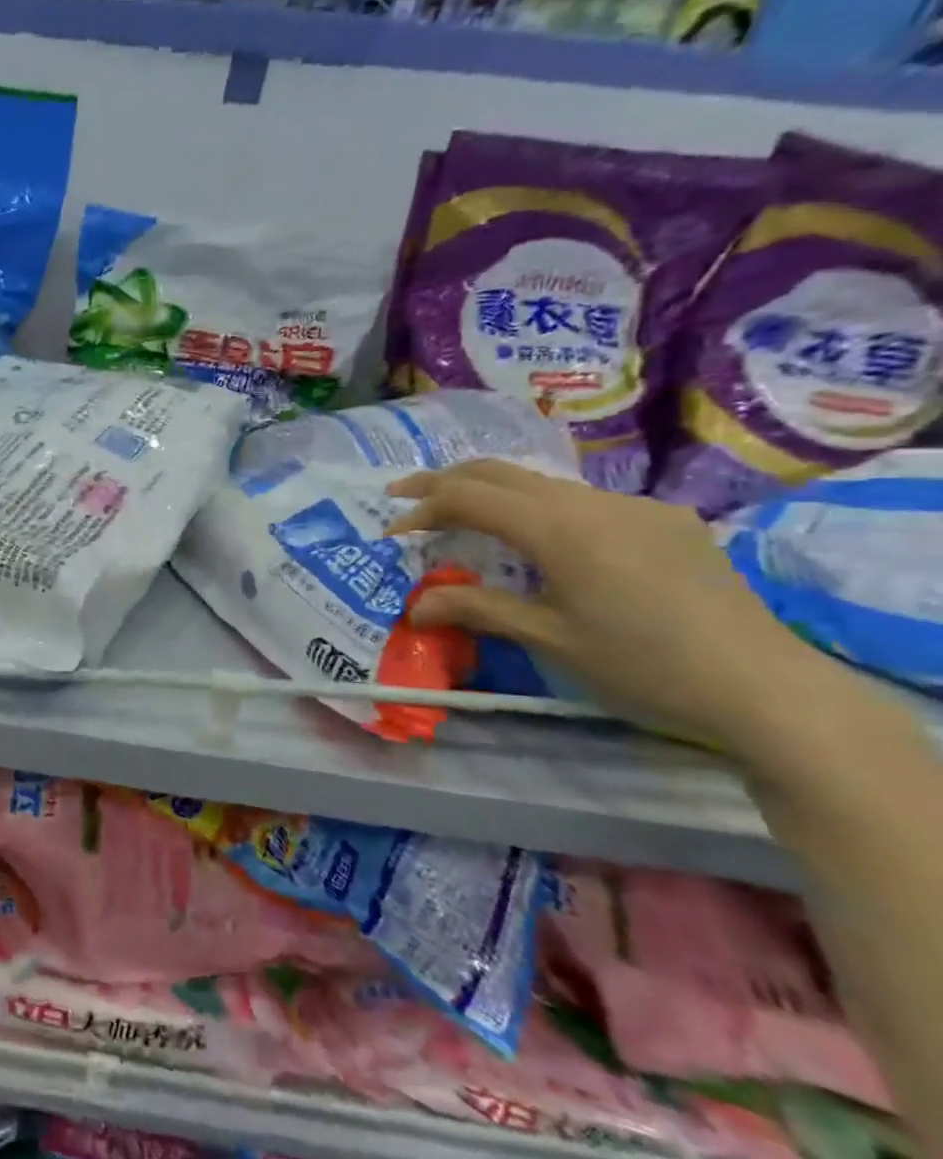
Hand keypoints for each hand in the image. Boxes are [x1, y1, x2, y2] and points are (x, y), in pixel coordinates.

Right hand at [384, 460, 866, 753]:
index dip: (422, 507)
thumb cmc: (642, 666)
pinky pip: (583, 501)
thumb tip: (415, 606)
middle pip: (501, 471)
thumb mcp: (548, 639)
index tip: (391, 531)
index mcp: (560, 529)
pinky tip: (539, 543)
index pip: (469, 496)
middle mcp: (594, 503)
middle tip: (404, 496)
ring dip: (493, 493)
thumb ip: (478, 609)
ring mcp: (635, 507)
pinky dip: (538, 509)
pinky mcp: (665, 521)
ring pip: (542, 483)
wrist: (766, 687)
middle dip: (445, 480)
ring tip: (462, 520)